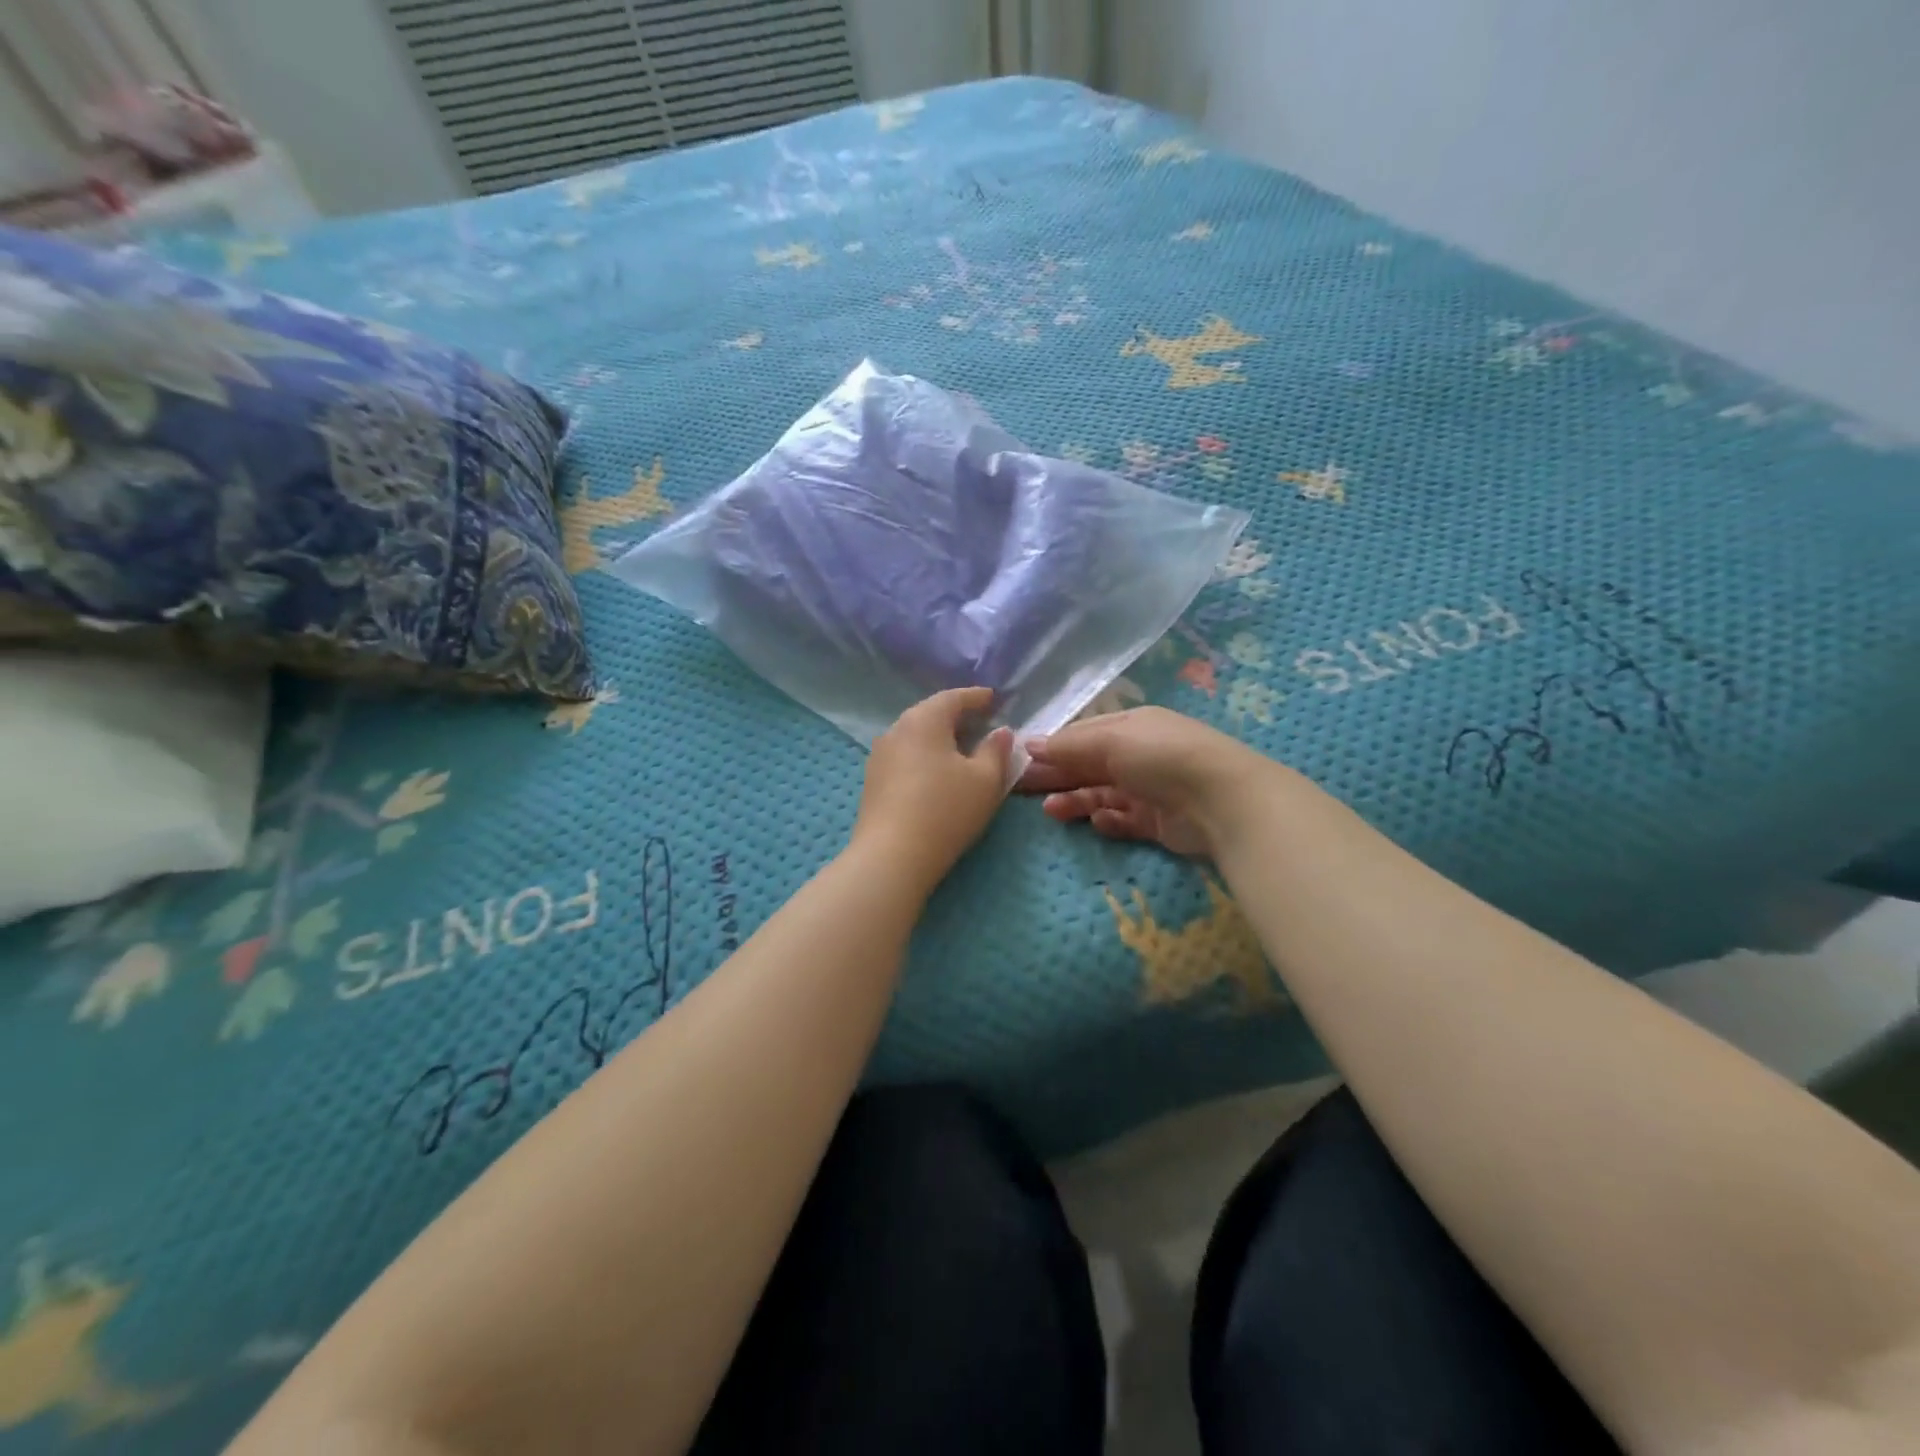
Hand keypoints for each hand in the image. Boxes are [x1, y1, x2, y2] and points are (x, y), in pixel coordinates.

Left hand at [852, 687, 1014, 894]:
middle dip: (955, 716)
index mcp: (924, 720)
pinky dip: (923, 757)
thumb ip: (996, 751)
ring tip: (959, 748)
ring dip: (938, 738)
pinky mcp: (873, 781)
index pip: (953, 698)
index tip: (992, 698)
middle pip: (930, 714)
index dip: (976, 697)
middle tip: (978, 721)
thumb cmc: (946, 810)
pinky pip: (904, 757)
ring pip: (915, 737)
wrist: (891, 856)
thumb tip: (1001, 732)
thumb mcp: (985, 780)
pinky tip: (935, 773)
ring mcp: (879, 756)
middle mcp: (896, 730)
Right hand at [1017, 706, 1258, 858]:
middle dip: (1055, 776)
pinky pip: (1123, 820)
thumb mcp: (1110, 741)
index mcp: (1130, 727)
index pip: (1082, 735)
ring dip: (1075, 801)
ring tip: (1051, 812)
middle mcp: (1138, 755)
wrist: (1222, 800)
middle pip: (1087, 765)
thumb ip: (1068, 745)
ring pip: (1101, 794)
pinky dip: (1108, 821)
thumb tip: (1028, 743)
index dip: (1051, 747)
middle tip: (1018, 789)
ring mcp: (1149, 789)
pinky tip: (1099, 822)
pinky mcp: (1157, 822)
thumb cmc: (1161, 757)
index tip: (1018, 761)